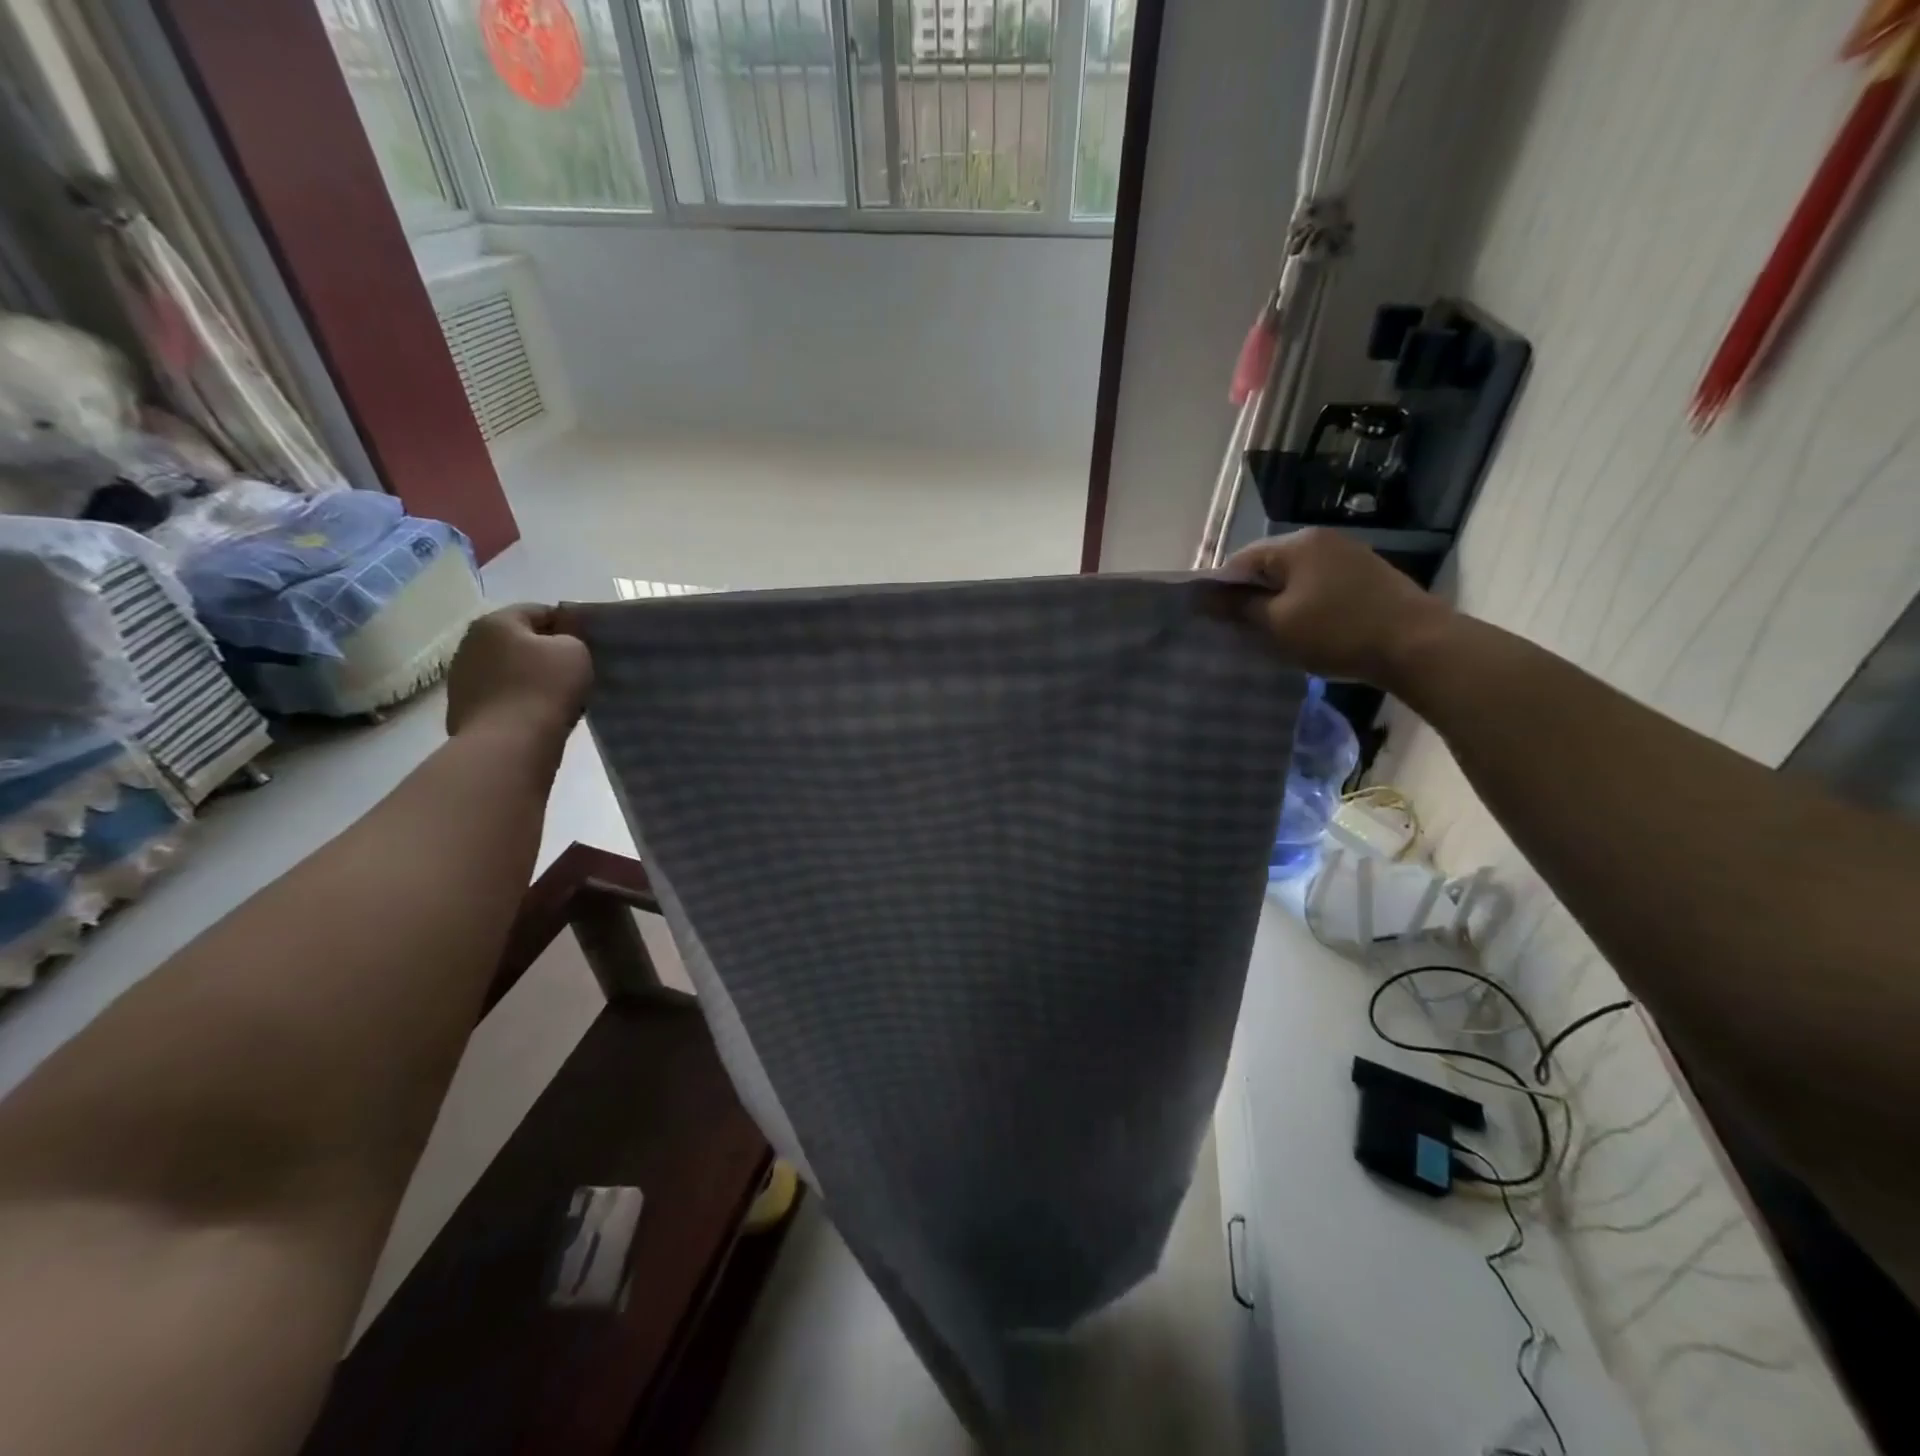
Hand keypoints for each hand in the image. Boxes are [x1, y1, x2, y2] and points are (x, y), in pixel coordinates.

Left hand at [445, 604, 591, 742]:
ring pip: (508, 669)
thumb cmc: (545, 688)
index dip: (568, 625)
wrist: (508, 743)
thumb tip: (560, 643)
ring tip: (557, 698)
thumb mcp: (575, 651)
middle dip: (545, 652)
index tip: (587, 645)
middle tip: (574, 671)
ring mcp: (461, 677)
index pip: (539, 611)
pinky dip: (518, 700)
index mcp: (496, 622)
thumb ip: (571, 637)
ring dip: (530, 678)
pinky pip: (500, 696)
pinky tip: (537, 715)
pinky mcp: (462, 708)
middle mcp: (470, 643)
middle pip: (519, 640)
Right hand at [1223, 528, 1453, 689]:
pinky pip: (1320, 585)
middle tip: (1243, 631)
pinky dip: (1306, 604)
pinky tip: (1309, 629)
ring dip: (1280, 602)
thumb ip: (1237, 608)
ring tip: (1275, 633)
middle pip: (1269, 565)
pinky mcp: (1368, 575)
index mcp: (1296, 544)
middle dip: (1252, 596)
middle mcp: (1321, 539)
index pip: (1240, 560)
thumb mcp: (1277, 625)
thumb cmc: (1337, 632)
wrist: (1417, 645)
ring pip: (1296, 577)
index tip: (1215, 621)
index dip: (1222, 589)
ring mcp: (1349, 554)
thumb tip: (1202, 597)